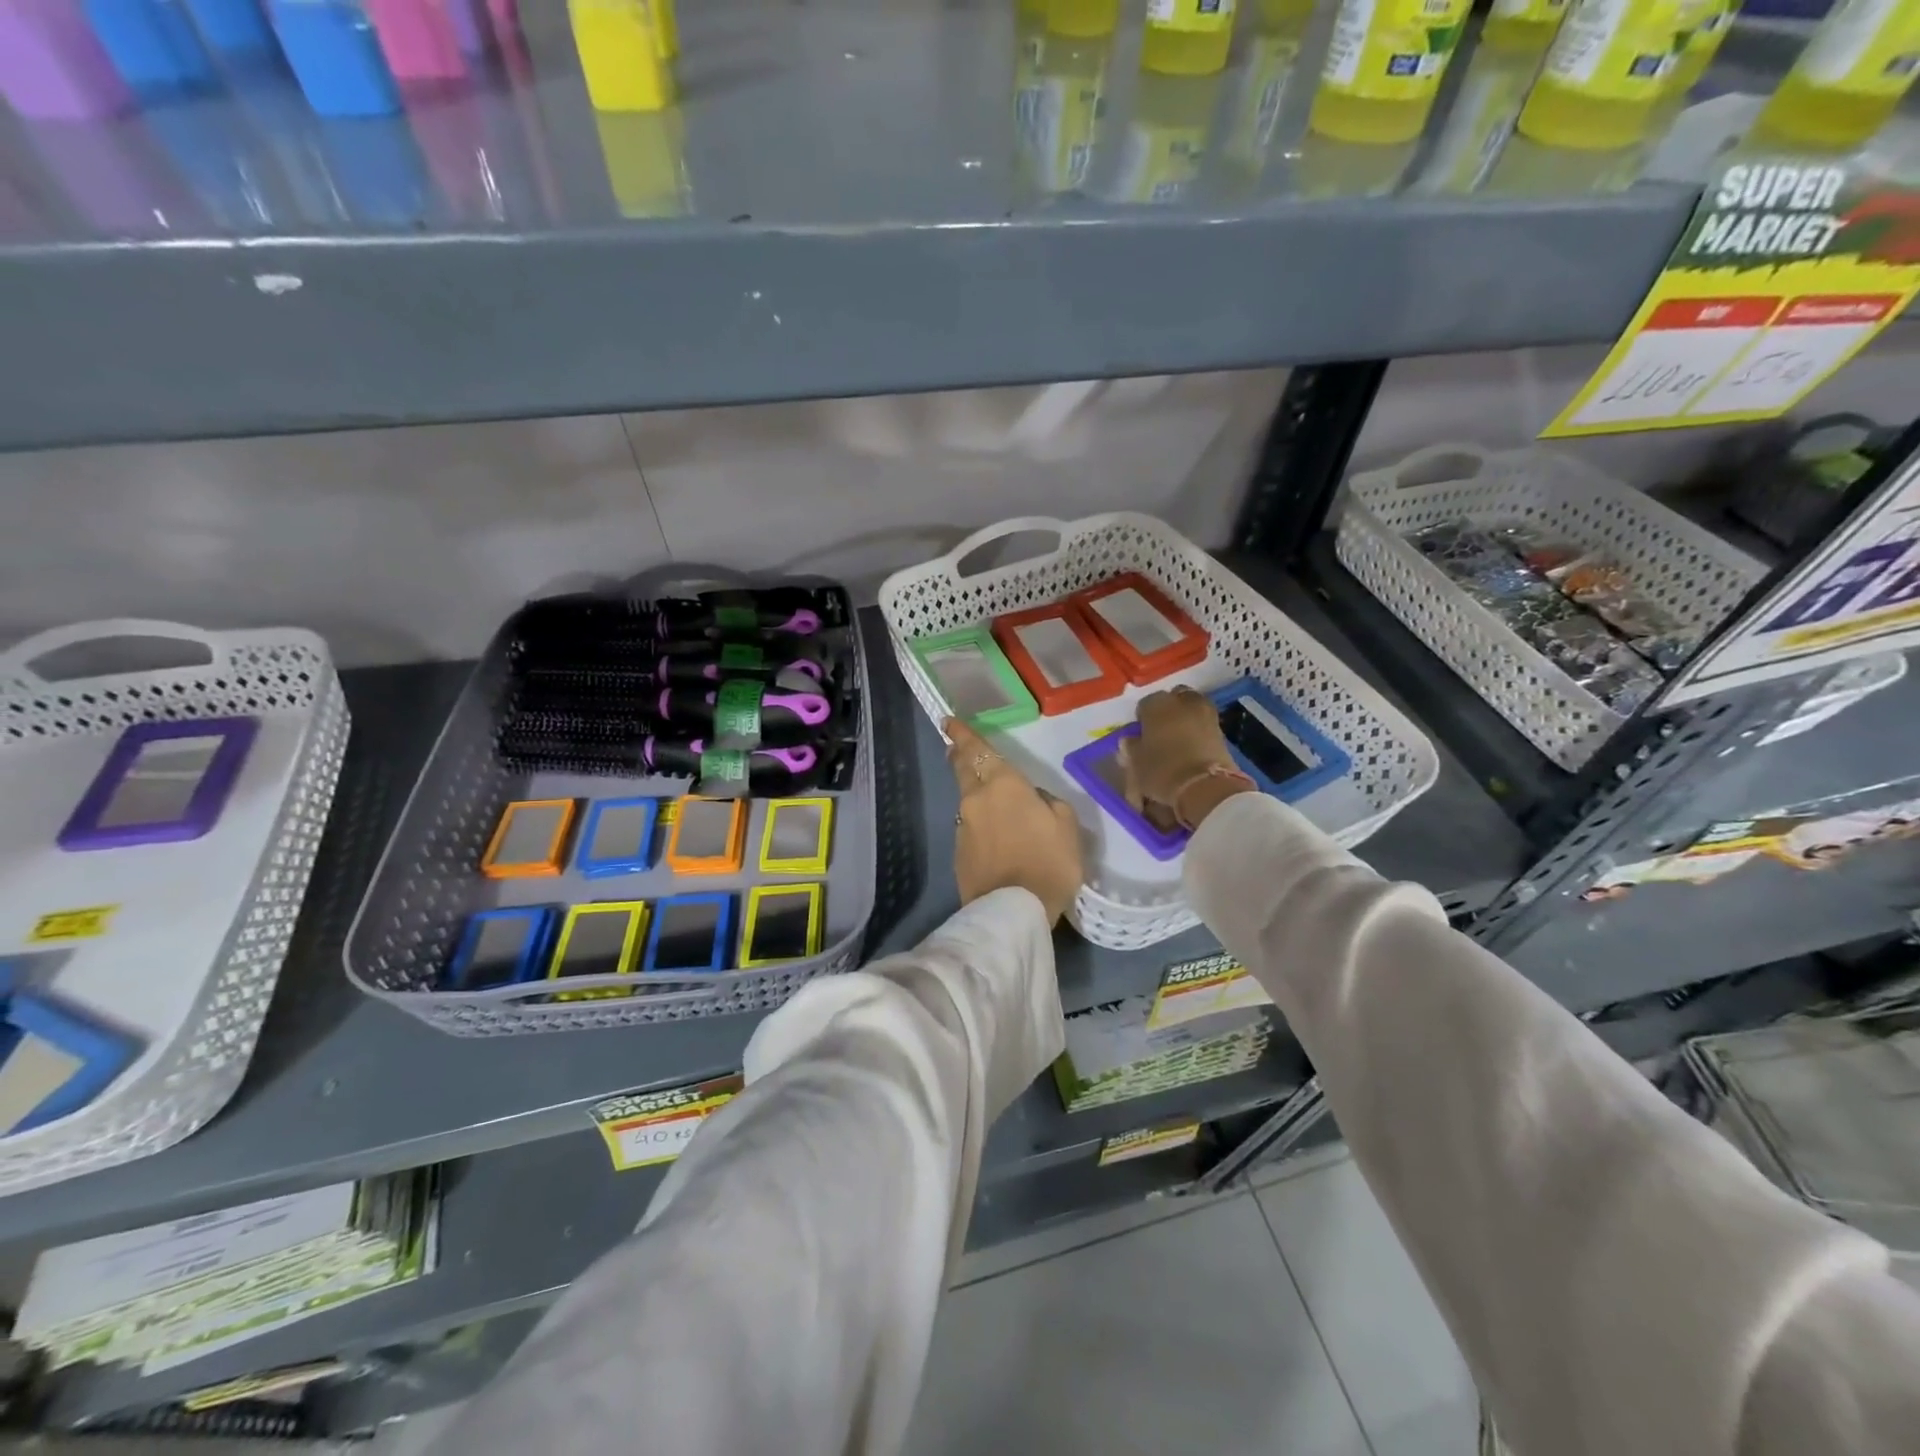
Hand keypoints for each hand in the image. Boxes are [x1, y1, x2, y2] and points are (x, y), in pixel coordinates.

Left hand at [945, 719, 1083, 925]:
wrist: (1012, 911)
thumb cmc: (1048, 862)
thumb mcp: (1067, 826)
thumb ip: (1049, 803)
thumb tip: (1034, 799)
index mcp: (1002, 784)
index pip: (976, 749)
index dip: (962, 734)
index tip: (949, 722)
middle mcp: (975, 799)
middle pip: (963, 769)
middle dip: (958, 755)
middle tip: (956, 747)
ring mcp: (963, 828)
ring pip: (967, 801)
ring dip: (975, 795)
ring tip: (990, 801)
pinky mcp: (959, 854)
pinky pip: (971, 829)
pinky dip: (980, 825)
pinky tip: (994, 837)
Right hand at [1119, 686, 1253, 831]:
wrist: (1206, 787)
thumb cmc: (1162, 769)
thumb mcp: (1136, 762)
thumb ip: (1131, 748)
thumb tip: (1130, 741)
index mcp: (1157, 704)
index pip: (1144, 705)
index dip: (1141, 720)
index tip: (1140, 735)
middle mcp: (1183, 702)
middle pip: (1174, 699)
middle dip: (1168, 710)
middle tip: (1161, 731)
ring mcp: (1206, 714)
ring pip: (1192, 709)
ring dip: (1185, 719)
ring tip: (1177, 741)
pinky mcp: (1222, 731)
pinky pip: (1204, 725)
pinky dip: (1198, 732)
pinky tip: (1191, 749)